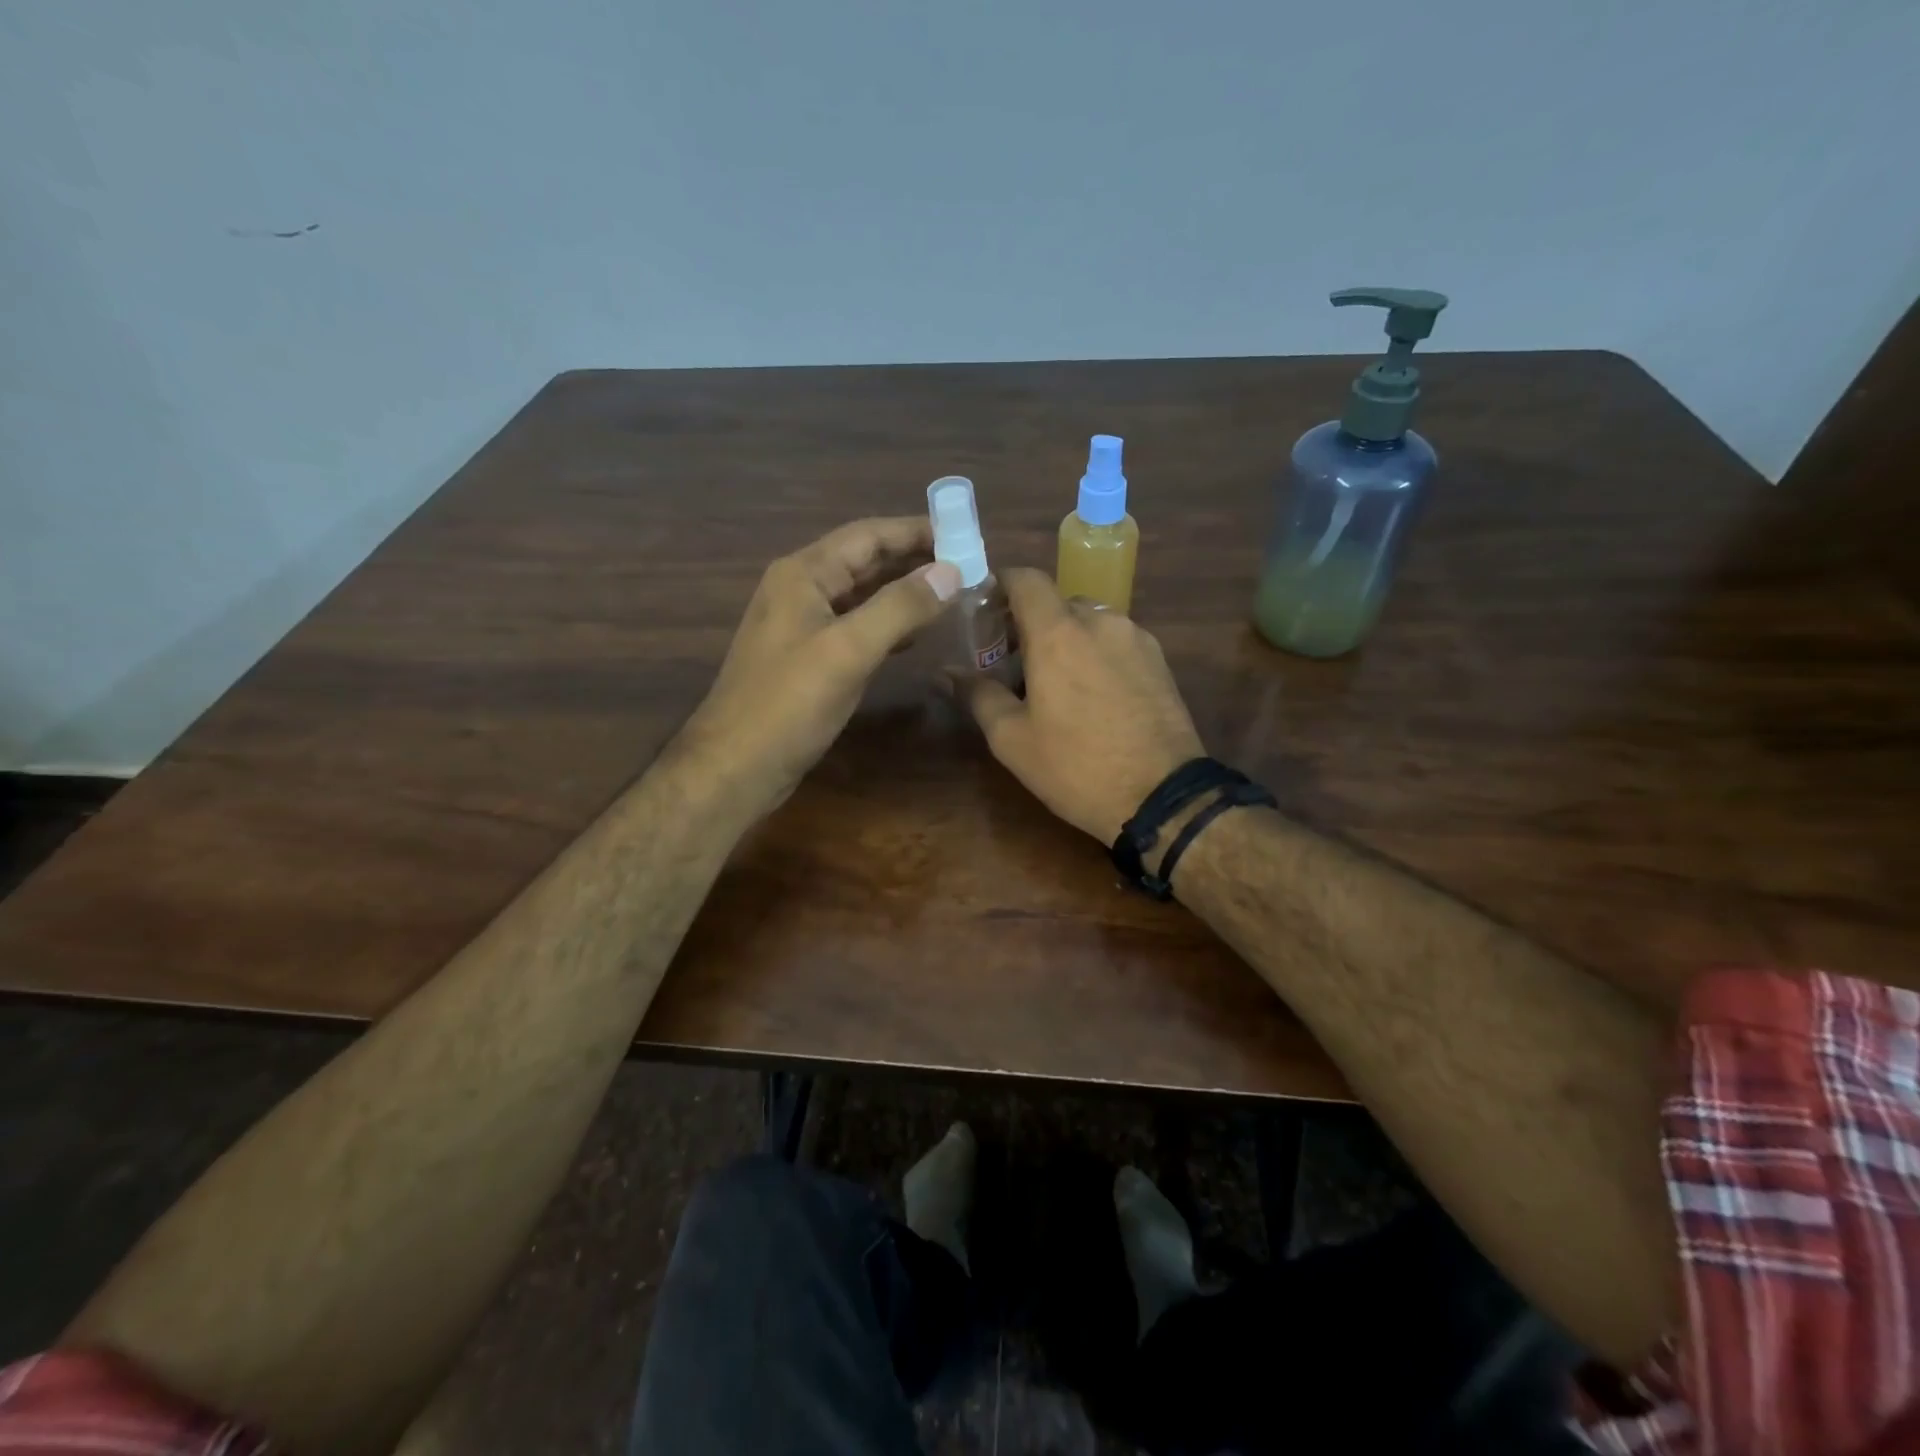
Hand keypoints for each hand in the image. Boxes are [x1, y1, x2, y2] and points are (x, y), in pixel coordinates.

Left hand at [683, 517, 960, 811]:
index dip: (916, 530)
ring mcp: (803, 626)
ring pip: (863, 595)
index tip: (964, 532)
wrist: (736, 766)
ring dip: (905, 592)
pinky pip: (856, 627)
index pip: (868, 535)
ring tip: (952, 593)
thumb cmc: (788, 704)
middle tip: (967, 563)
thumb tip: (951, 571)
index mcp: (804, 574)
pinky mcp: (809, 658)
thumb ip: (900, 607)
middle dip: (914, 559)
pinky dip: (889, 625)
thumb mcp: (848, 650)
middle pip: (865, 561)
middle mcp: (801, 590)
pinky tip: (916, 635)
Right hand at [949, 568, 1203, 843]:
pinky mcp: (1160, 661)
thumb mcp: (1013, 739)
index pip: (1026, 579)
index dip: (1001, 585)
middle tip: (1013, 663)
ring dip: (1066, 640)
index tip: (985, 611)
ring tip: (1055, 684)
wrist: (1164, 797)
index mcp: (1059, 633)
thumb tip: (945, 672)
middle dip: (1031, 623)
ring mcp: (1137, 639)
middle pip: (1057, 602)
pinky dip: (1096, 654)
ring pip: (1090, 622)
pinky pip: (1116, 642)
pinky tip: (1093, 697)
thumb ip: (978, 695)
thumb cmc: (1077, 767)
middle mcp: (1101, 621)